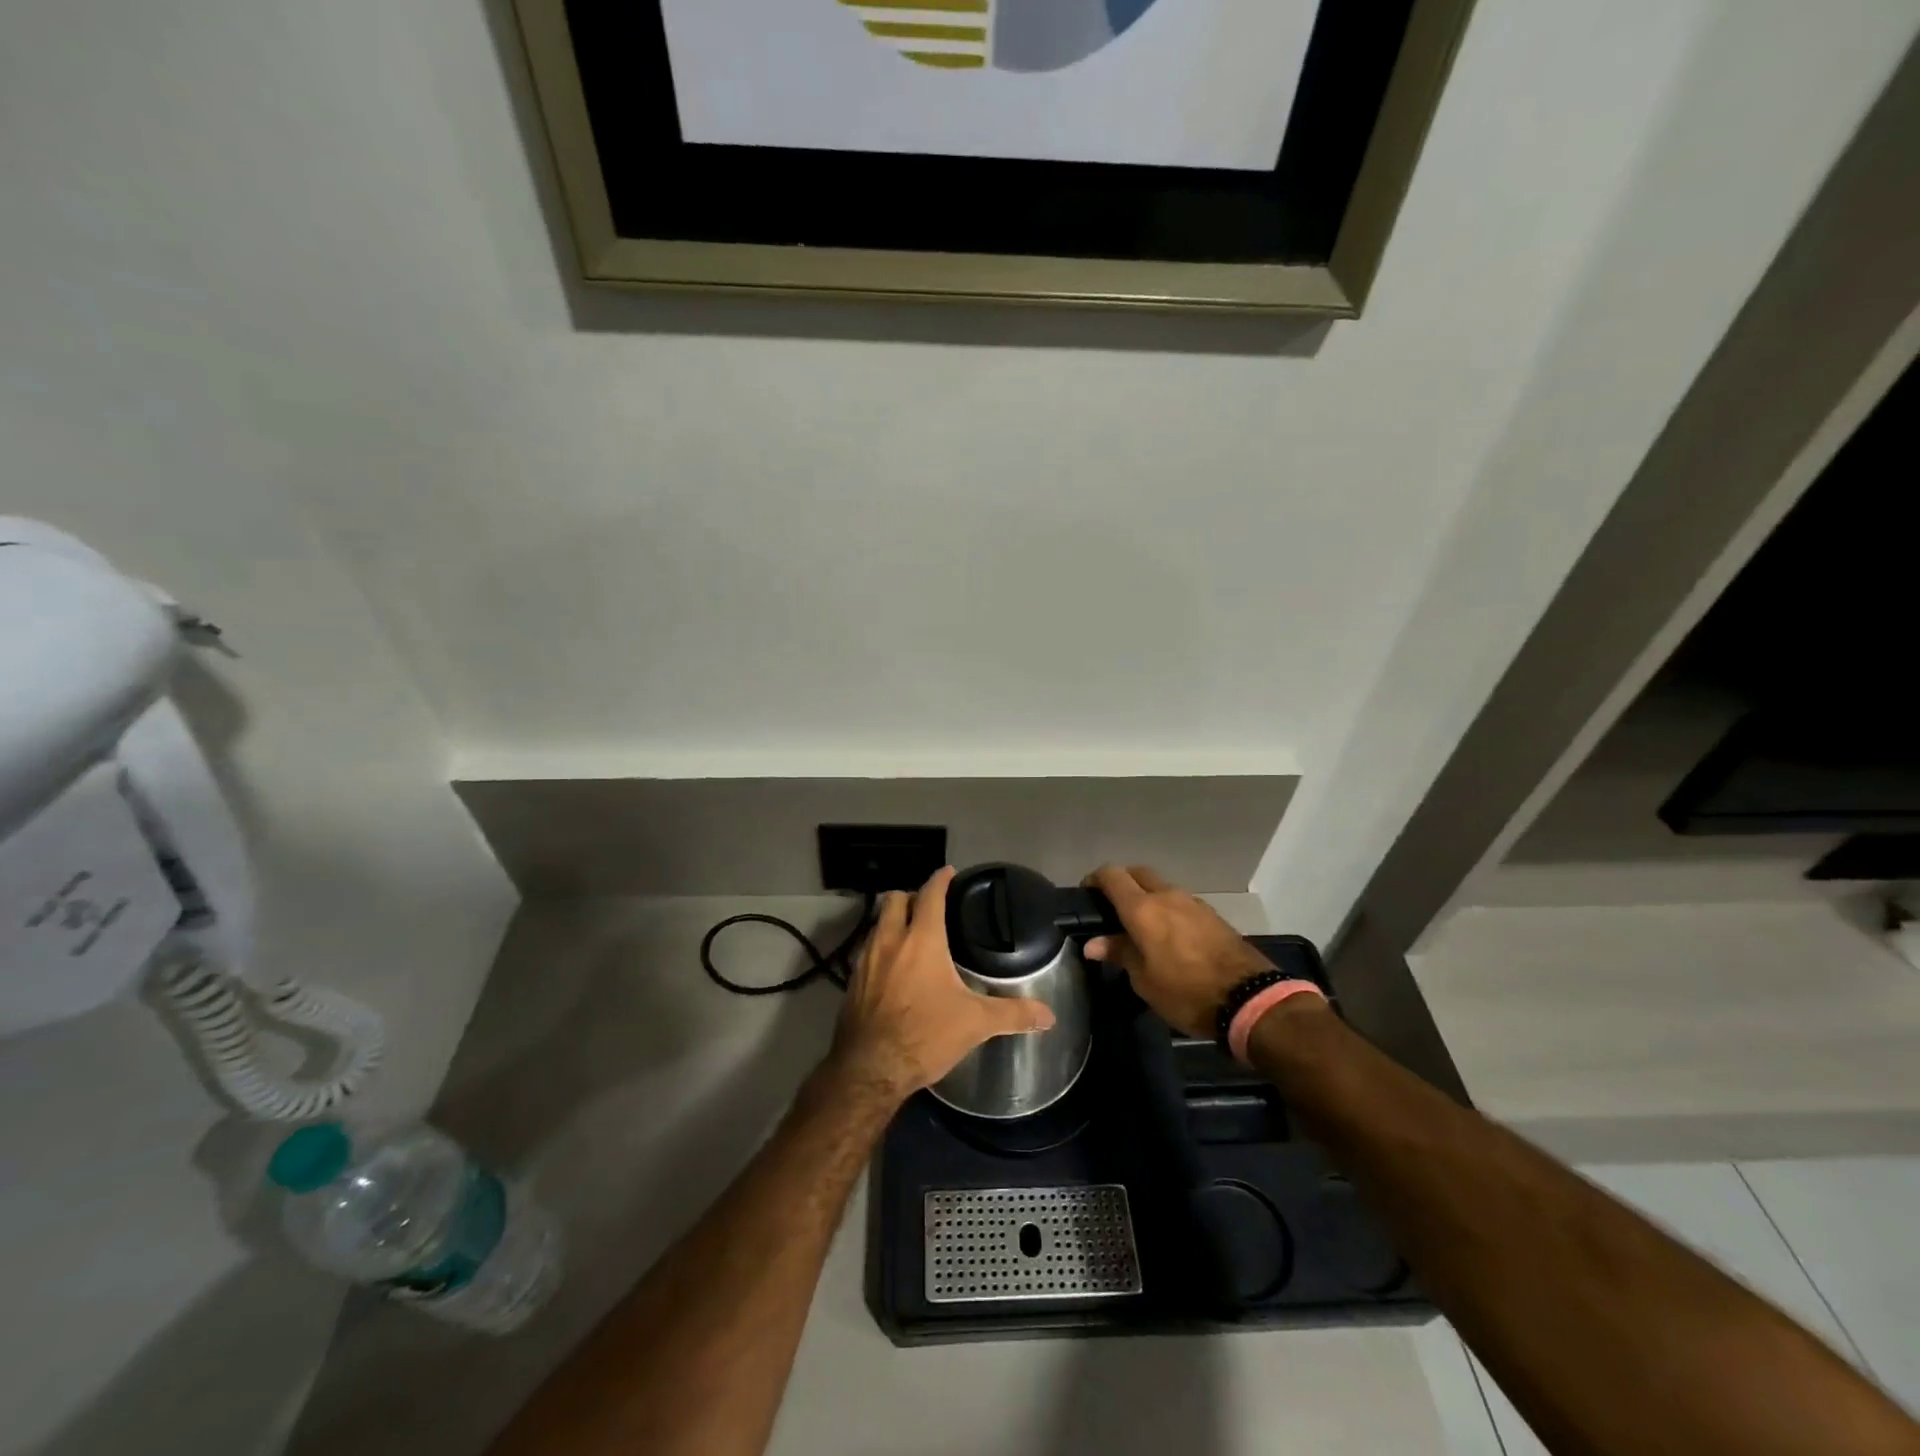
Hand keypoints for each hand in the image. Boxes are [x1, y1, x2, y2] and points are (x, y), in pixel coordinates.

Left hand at [829, 867, 1055, 1103]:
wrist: (869, 1070)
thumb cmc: (925, 1035)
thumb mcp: (974, 1024)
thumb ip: (1012, 1014)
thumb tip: (1049, 1016)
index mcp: (921, 940)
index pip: (930, 895)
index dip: (940, 880)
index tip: (948, 872)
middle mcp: (890, 941)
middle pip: (894, 900)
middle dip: (911, 895)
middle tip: (928, 904)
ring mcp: (865, 960)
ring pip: (877, 924)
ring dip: (892, 920)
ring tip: (911, 933)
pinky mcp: (852, 981)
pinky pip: (867, 950)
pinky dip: (881, 947)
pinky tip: (892, 967)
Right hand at [1083, 864, 1275, 1038]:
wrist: (1249, 998)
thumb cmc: (1186, 992)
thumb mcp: (1144, 980)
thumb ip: (1119, 953)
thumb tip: (1093, 943)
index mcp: (1143, 908)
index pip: (1112, 875)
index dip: (1095, 879)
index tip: (1086, 895)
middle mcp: (1167, 896)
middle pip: (1137, 873)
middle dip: (1121, 883)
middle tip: (1111, 908)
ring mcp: (1193, 903)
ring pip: (1161, 887)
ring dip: (1147, 897)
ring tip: (1141, 926)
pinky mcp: (1212, 915)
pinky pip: (1180, 903)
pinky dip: (1168, 910)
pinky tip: (1169, 936)